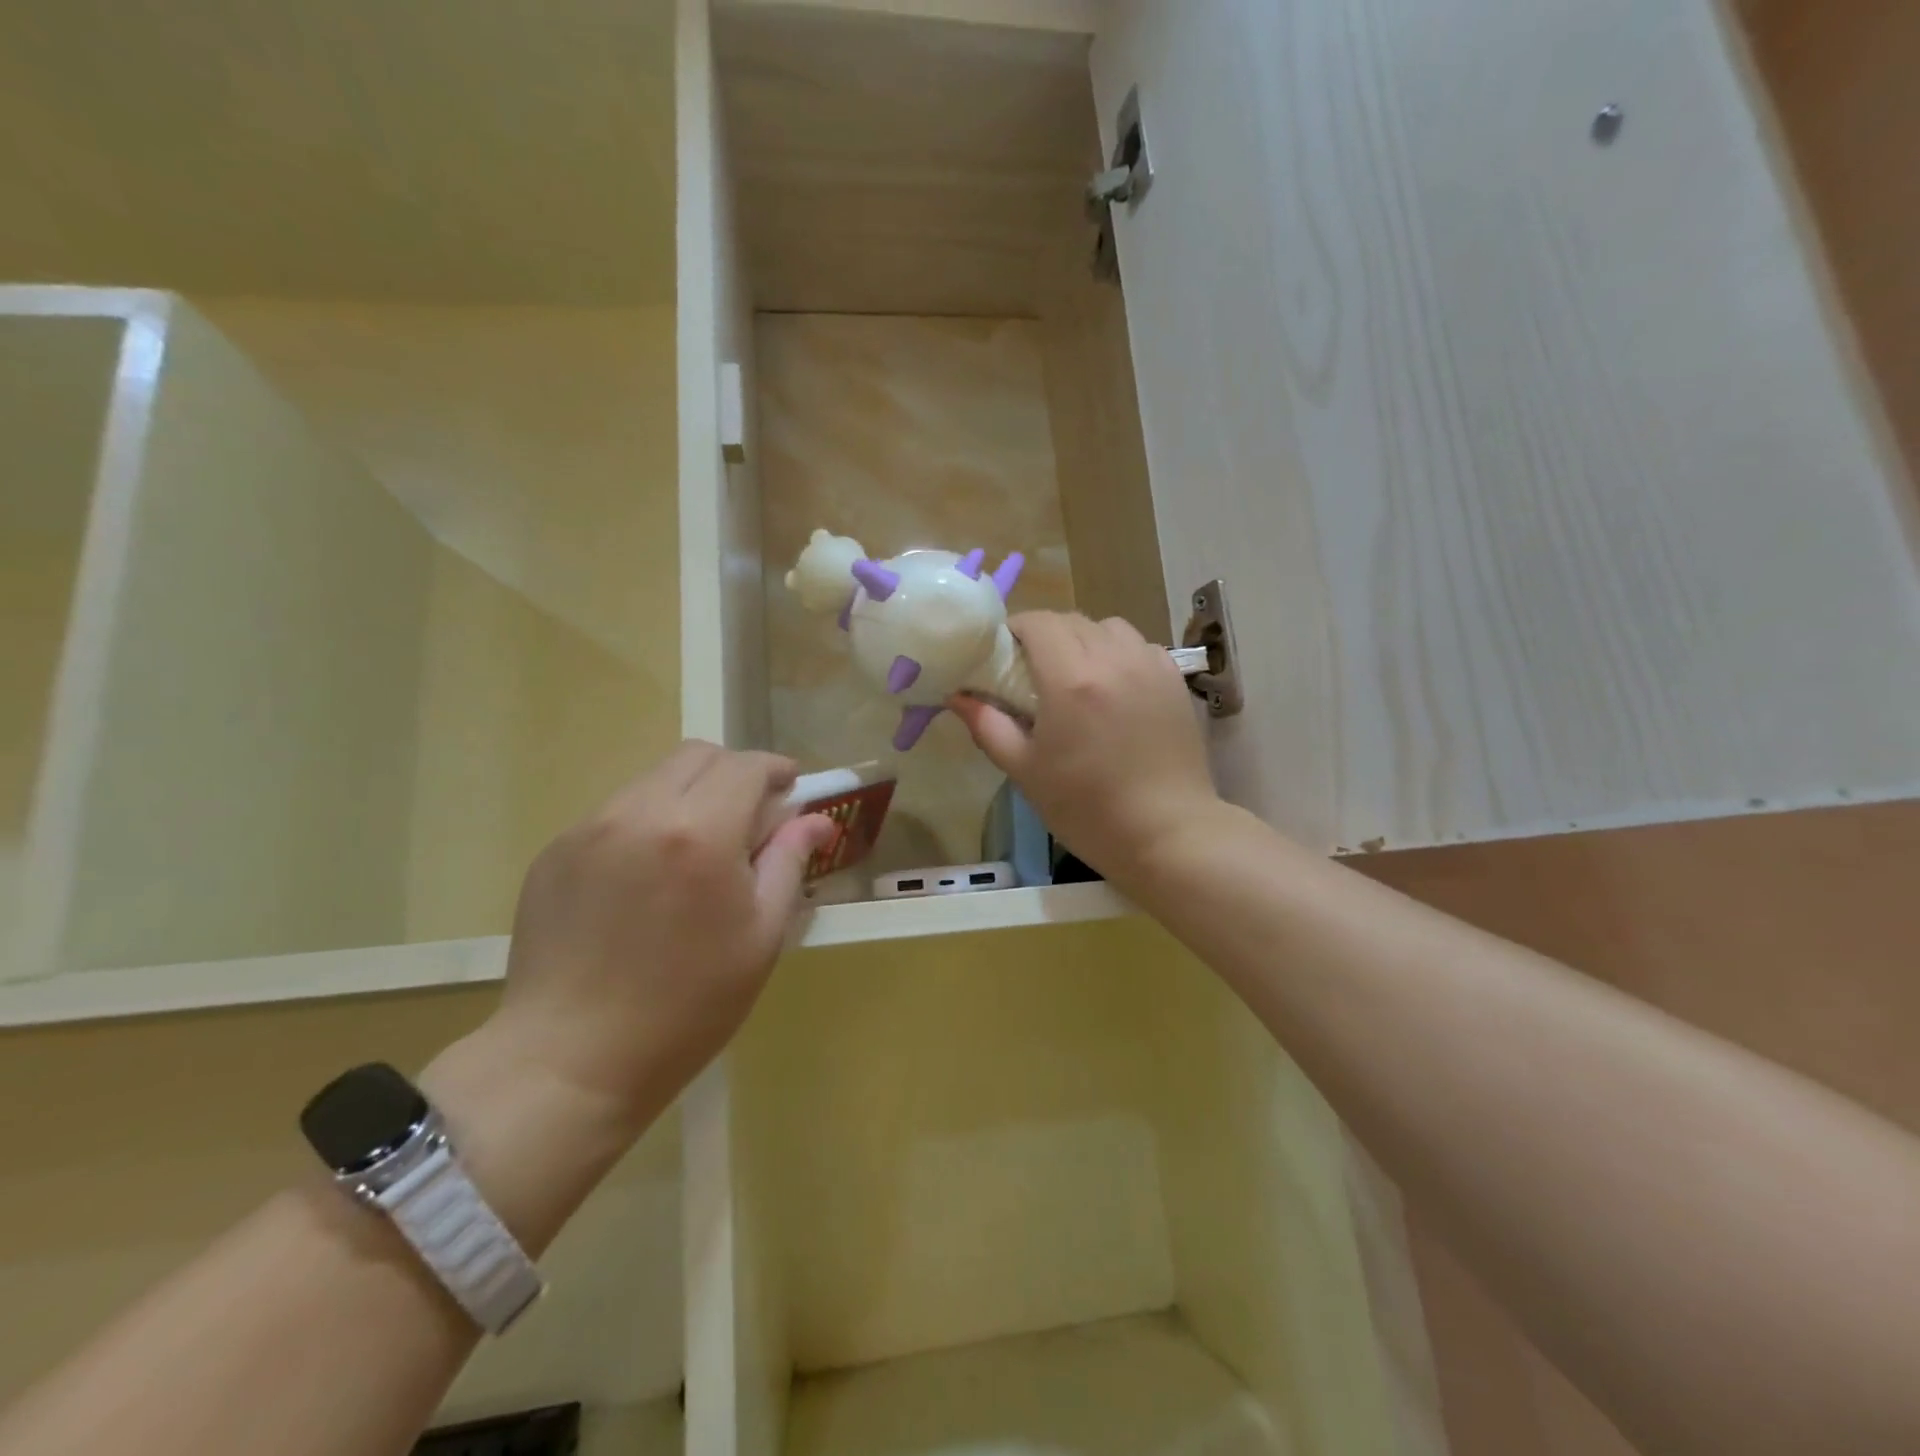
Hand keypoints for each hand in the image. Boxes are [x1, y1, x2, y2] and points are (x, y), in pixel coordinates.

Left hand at [491, 742, 833, 1124]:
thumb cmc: (688, 1006)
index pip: (747, 766)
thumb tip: (815, 819)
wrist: (571, 1061)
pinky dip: (647, 823)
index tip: (791, 788)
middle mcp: (640, 813)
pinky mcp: (554, 852)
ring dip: (688, 796)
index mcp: (699, 833)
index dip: (776, 770)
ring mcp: (588, 829)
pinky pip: (614, 814)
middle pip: (697, 756)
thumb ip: (789, 862)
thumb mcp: (760, 936)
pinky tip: (647, 879)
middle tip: (749, 817)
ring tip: (696, 852)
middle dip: (734, 773)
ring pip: (653, 780)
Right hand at [950, 612, 1221, 878]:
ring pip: (1110, 627)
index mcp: (1070, 679)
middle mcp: (1112, 659)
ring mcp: (1149, 666)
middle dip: (1046, 634)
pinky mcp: (1174, 680)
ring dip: (1085, 639)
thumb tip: (957, 697)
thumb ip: (988, 726)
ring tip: (1078, 675)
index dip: (1015, 629)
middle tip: (1033, 669)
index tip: (1004, 654)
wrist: (1165, 833)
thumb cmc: (1086, 808)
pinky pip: (1141, 646)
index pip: (1038, 622)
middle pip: (1072, 620)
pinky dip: (1120, 653)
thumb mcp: (1025, 771)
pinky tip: (1116, 686)